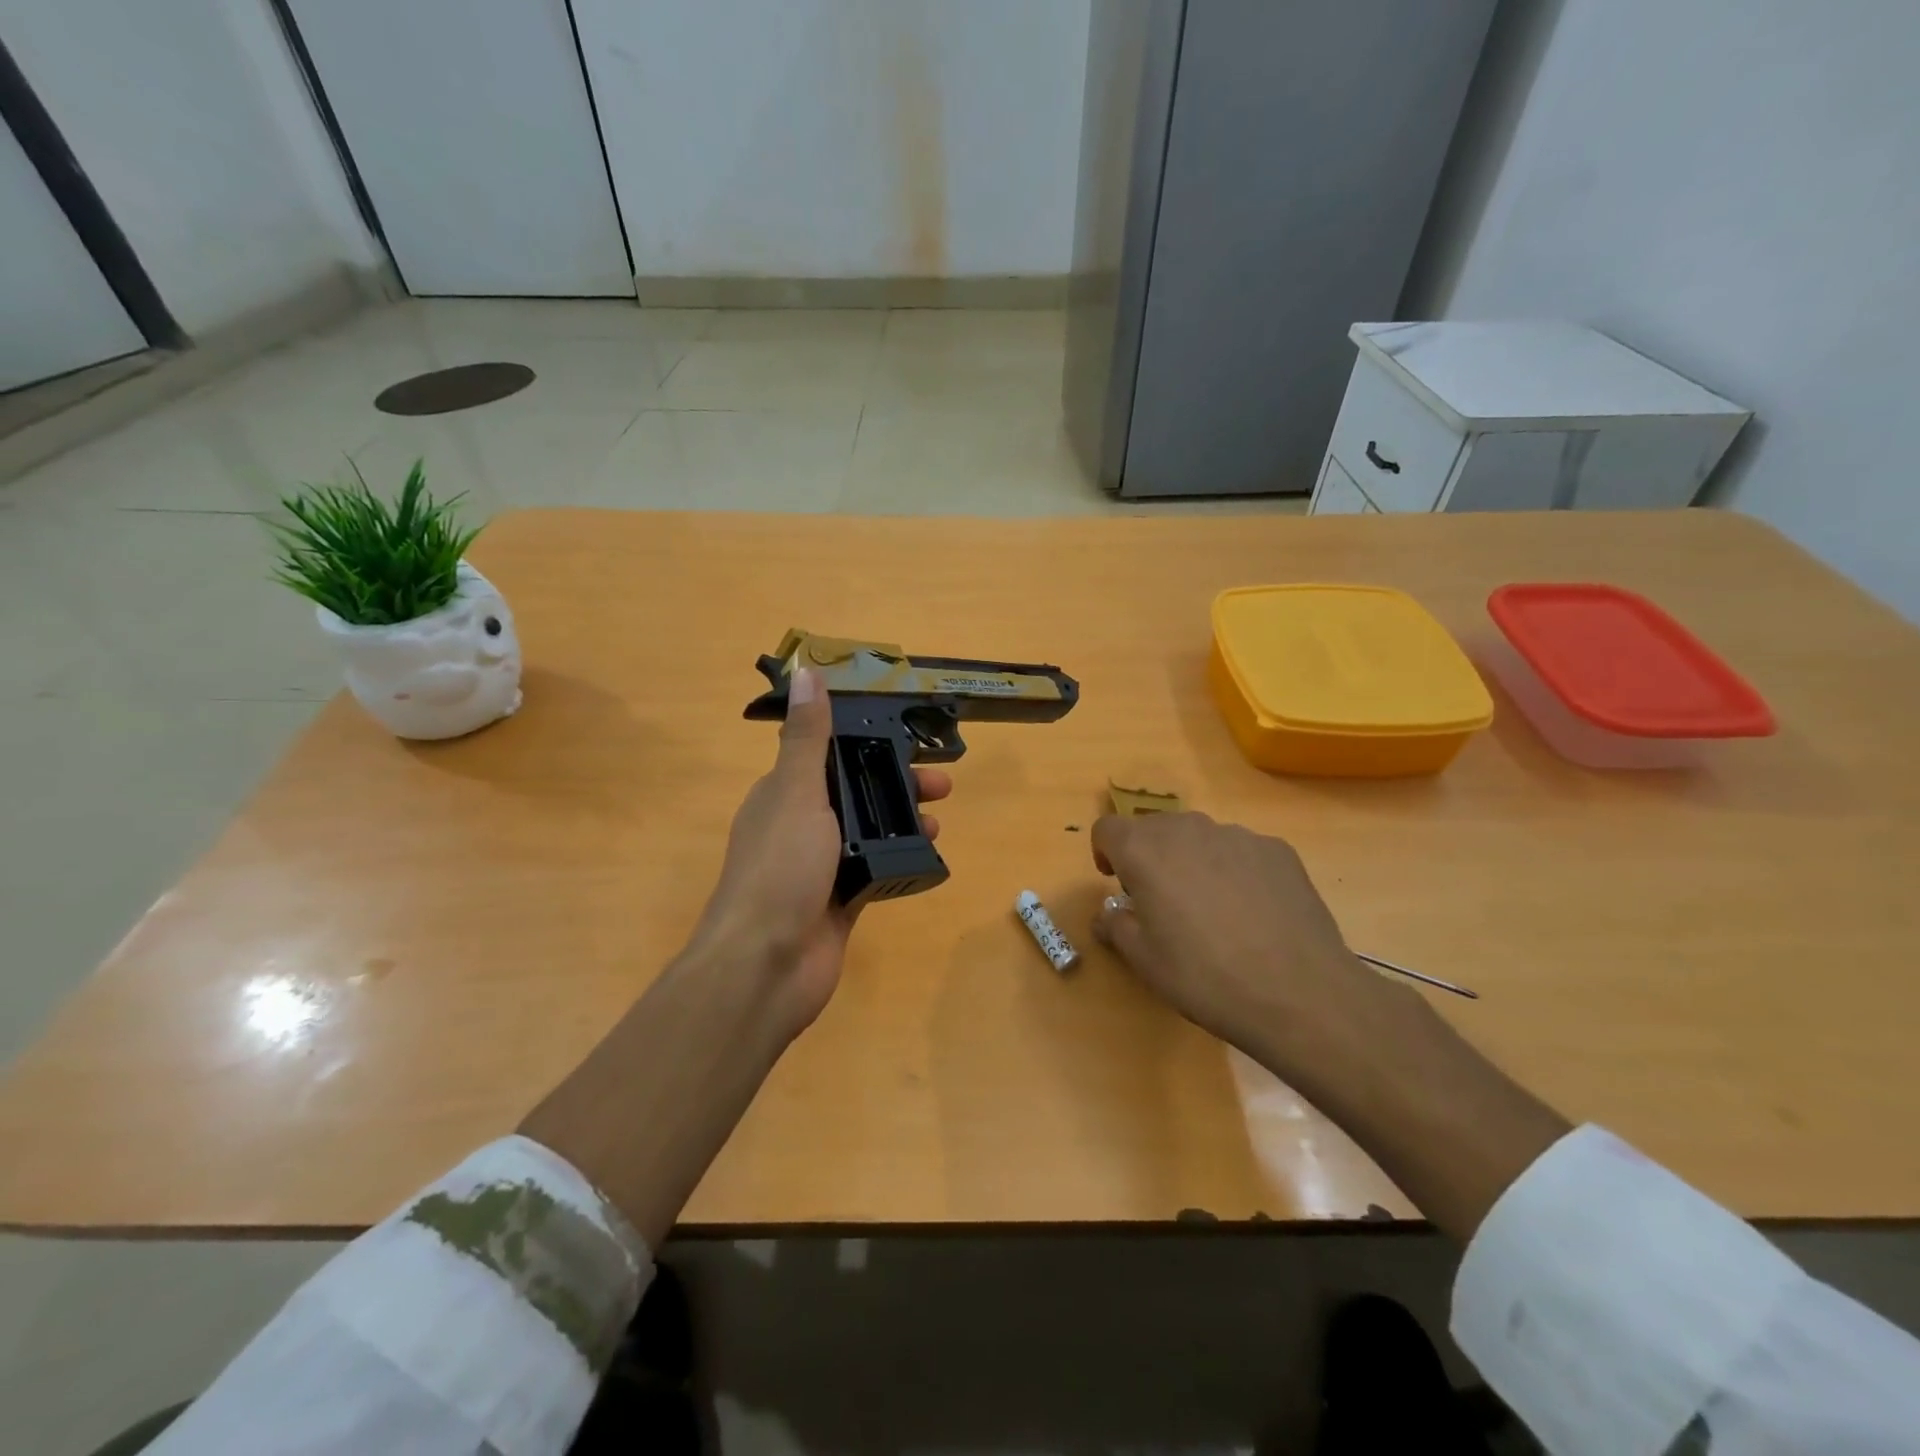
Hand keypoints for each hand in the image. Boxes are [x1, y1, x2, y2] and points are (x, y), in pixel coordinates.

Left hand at [690, 667, 951, 1042]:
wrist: (766, 965)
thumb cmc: (780, 869)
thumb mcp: (797, 793)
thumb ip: (808, 738)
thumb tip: (806, 672)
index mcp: (783, 795)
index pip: (828, 755)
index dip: (867, 743)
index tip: (908, 738)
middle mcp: (800, 827)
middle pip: (855, 793)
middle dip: (896, 783)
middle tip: (942, 785)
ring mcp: (820, 868)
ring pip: (869, 832)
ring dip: (903, 821)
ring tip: (940, 823)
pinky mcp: (840, 902)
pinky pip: (876, 870)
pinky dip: (900, 860)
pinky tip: (928, 858)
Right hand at [1089, 812, 1398, 1074]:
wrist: (1298, 993)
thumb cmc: (1204, 976)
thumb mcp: (1144, 961)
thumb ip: (1116, 926)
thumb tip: (1108, 914)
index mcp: (1144, 850)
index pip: (1107, 828)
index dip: (1105, 852)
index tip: (1118, 885)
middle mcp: (1187, 829)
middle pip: (1153, 828)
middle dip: (1149, 856)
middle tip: (1161, 902)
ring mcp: (1237, 836)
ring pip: (1199, 837)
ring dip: (1191, 861)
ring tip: (1212, 910)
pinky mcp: (1277, 850)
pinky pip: (1240, 850)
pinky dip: (1233, 870)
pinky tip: (1252, 913)